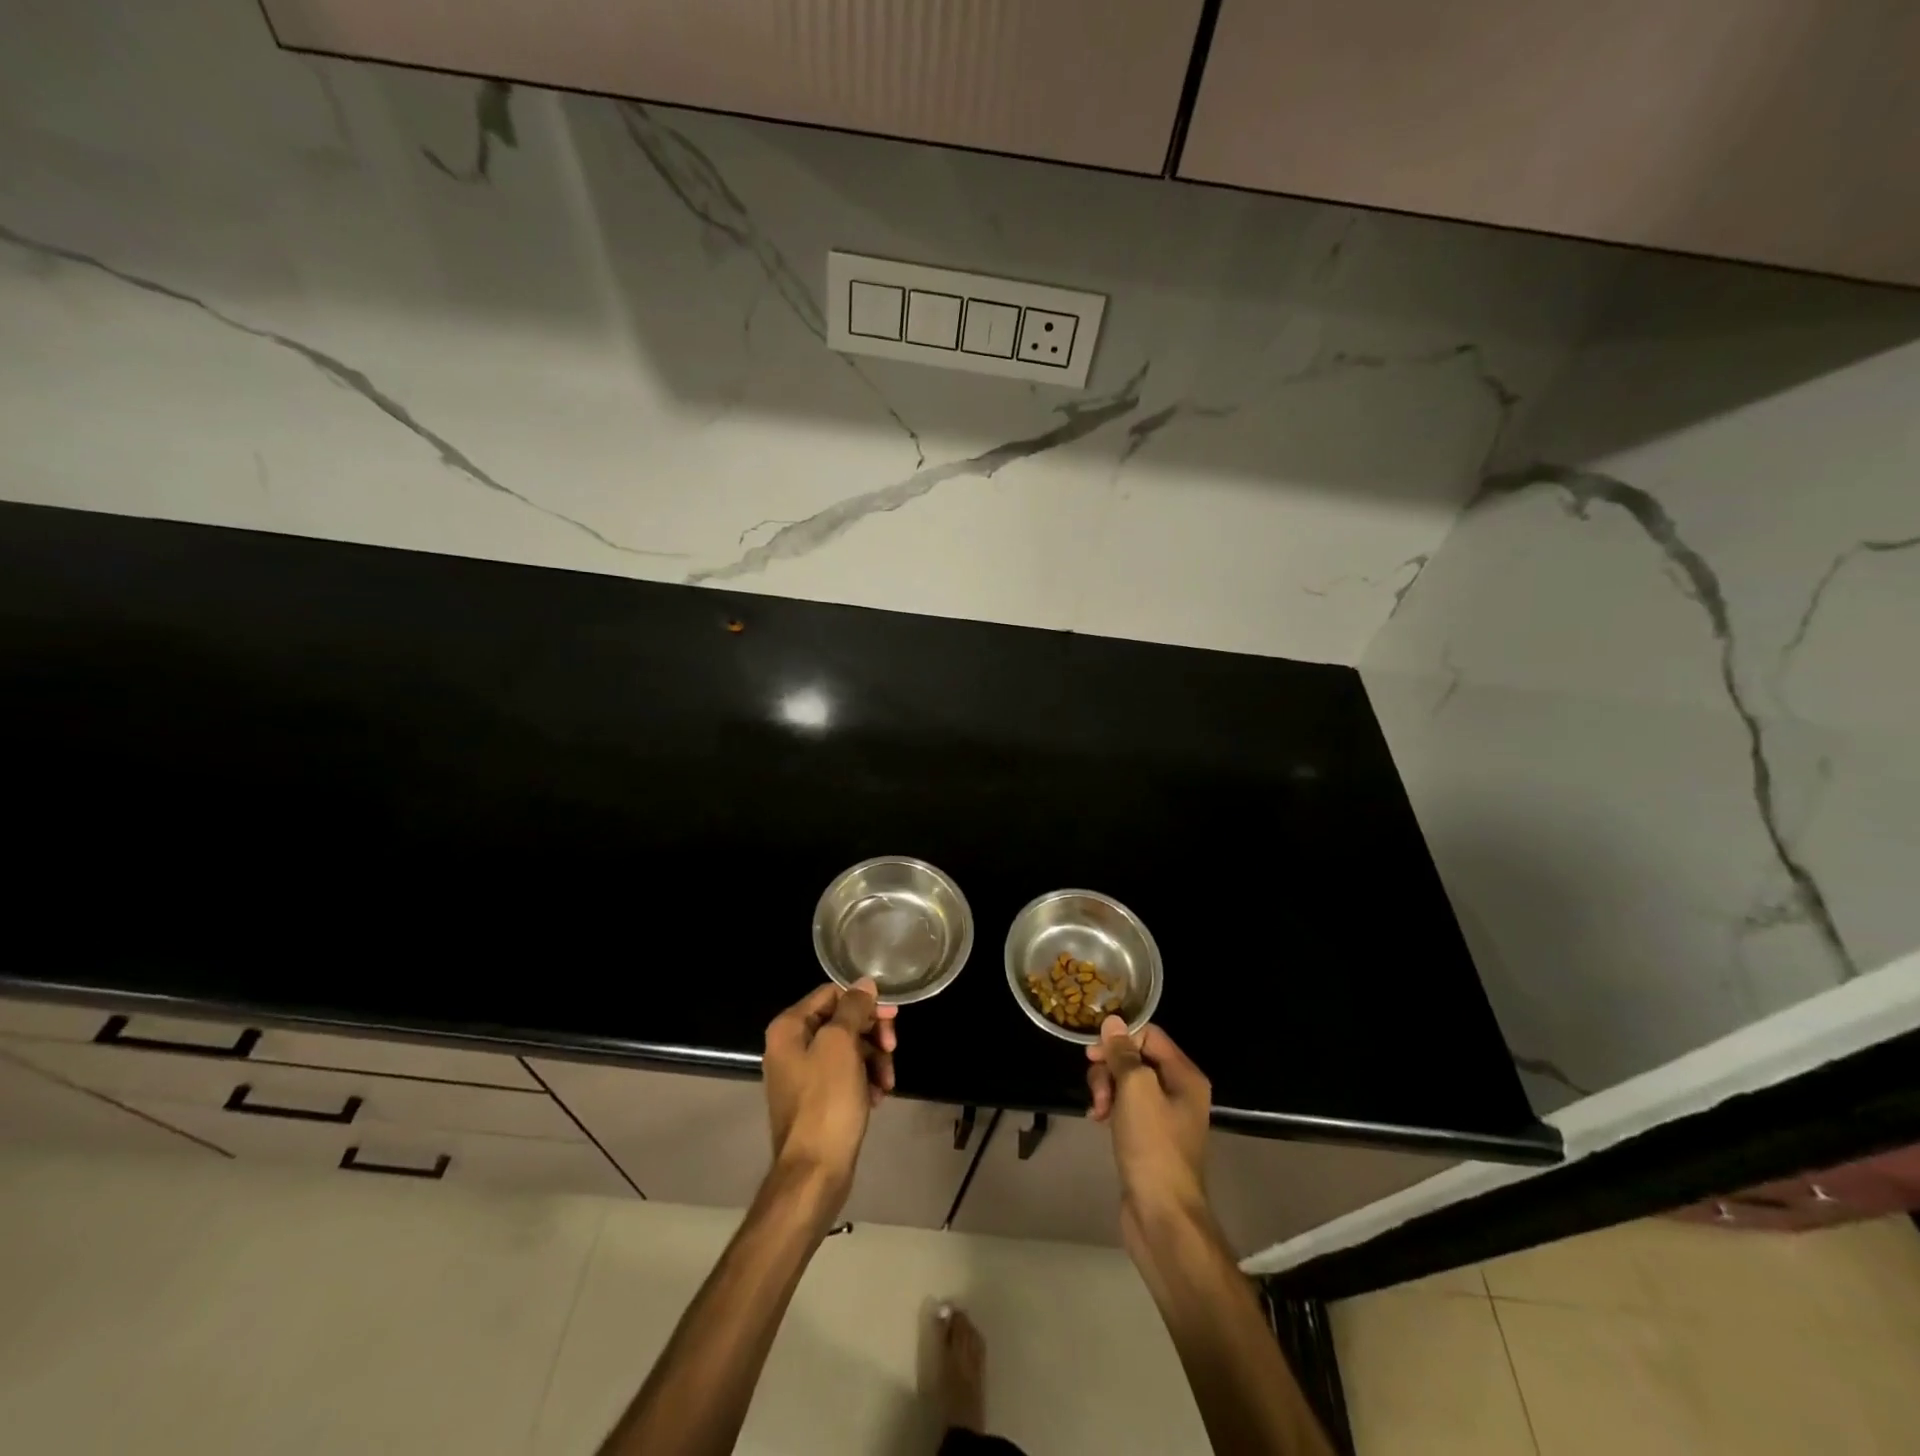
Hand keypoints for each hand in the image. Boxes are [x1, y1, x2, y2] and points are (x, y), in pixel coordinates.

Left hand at [763, 978, 897, 1212]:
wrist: (814, 1173)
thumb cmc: (827, 1102)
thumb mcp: (841, 1045)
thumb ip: (853, 1008)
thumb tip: (864, 983)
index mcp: (789, 1028)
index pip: (832, 994)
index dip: (864, 1002)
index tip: (892, 1017)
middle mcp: (791, 1046)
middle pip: (842, 1021)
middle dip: (872, 1034)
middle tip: (893, 1049)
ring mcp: (803, 1075)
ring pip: (848, 1049)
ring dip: (874, 1059)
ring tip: (887, 1081)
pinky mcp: (817, 1100)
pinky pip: (846, 1075)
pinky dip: (865, 1080)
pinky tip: (878, 1096)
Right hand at [1087, 1016, 1211, 1247]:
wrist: (1162, 1216)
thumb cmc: (1153, 1146)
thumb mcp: (1136, 1090)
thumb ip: (1123, 1053)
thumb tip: (1112, 1022)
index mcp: (1185, 1076)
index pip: (1149, 1036)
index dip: (1120, 1039)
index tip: (1093, 1054)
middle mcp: (1179, 1091)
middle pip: (1136, 1059)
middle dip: (1110, 1069)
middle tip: (1097, 1090)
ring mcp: (1165, 1117)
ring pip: (1127, 1083)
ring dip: (1107, 1089)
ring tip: (1097, 1111)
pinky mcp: (1150, 1138)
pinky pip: (1126, 1107)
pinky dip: (1110, 1108)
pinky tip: (1097, 1120)